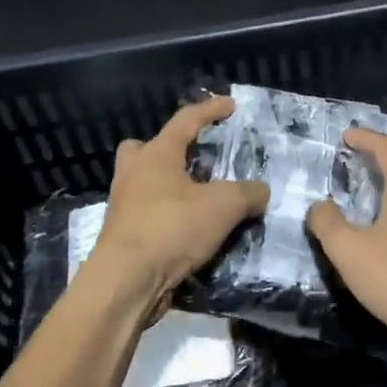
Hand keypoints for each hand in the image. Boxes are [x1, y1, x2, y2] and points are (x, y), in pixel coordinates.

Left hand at [90, 97, 269, 300]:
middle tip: (193, 159)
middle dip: (168, 149)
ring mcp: (124, 205)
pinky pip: (148, 214)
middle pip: (145, 149)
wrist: (127, 281)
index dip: (211, 110)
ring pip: (144, 183)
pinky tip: (190, 230)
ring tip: (200, 200)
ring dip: (169, 186)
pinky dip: (168, 217)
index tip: (231, 105)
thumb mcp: (223, 206)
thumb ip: (248, 193)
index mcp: (156, 155)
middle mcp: (135, 174)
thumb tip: (262, 191)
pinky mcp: (124, 235)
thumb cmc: (172, 228)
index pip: (186, 120)